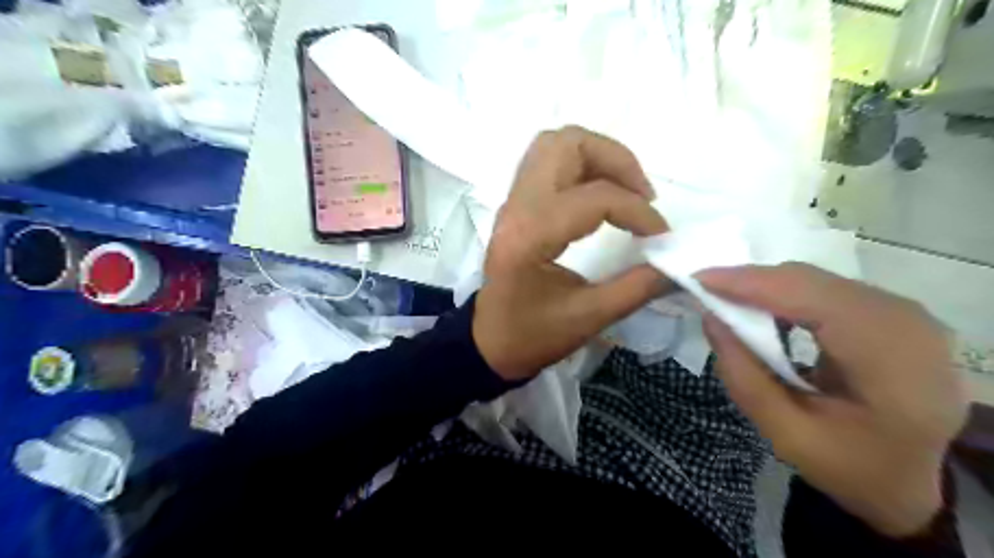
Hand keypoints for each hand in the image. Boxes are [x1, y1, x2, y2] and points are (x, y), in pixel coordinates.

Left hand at [470, 125, 666, 380]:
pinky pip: (548, 163)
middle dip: (615, 160)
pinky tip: (601, 196)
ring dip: (597, 157)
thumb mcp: (589, 318)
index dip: (638, 212)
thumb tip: (677, 263)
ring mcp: (513, 202)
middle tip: (642, 195)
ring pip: (555, 145)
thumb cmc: (532, 336)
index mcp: (530, 236)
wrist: (489, 342)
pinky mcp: (516, 206)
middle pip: (566, 144)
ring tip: (625, 191)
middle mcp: (517, 207)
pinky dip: (582, 167)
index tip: (661, 236)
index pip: (594, 198)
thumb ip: (637, 288)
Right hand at [694, 265, 967, 538]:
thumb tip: (710, 317)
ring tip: (727, 302)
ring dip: (766, 287)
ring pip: (816, 279)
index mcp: (892, 360)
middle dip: (752, 282)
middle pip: (812, 281)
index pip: (811, 298)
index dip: (751, 283)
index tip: (698, 280)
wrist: (914, 481)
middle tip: (705, 293)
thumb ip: (743, 376)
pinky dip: (786, 294)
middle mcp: (907, 323)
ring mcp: (905, 313)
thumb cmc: (851, 466)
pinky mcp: (892, 312)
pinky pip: (826, 288)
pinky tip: (763, 311)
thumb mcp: (786, 434)